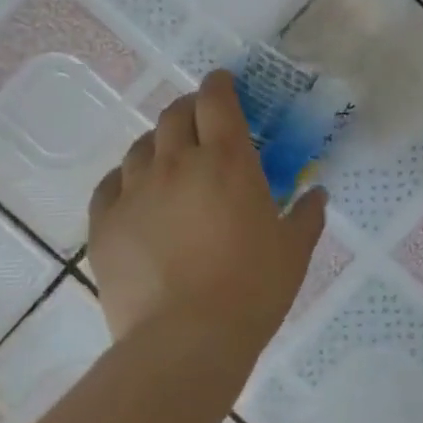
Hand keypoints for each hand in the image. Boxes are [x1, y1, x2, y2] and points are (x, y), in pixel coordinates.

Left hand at [87, 70, 326, 351]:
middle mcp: (177, 163)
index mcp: (228, 161)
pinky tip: (135, 194)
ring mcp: (135, 191)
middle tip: (201, 121)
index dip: (219, 84)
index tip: (223, 83)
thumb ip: (306, 215)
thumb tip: (317, 194)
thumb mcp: (293, 251)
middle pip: (175, 115)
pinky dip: (125, 179)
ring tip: (170, 160)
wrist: (185, 339)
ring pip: (141, 146)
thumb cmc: (252, 289)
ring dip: (158, 143)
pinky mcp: (105, 222)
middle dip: (189, 108)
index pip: (217, 100)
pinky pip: (110, 184)